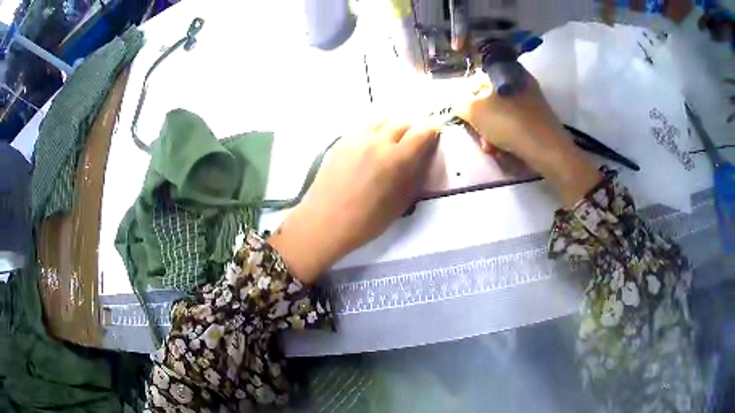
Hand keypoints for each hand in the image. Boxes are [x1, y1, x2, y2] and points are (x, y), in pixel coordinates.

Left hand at [269, 119, 440, 282]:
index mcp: (397, 158)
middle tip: (413, 140)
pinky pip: (362, 128)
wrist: (325, 221)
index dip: (432, 130)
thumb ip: (414, 176)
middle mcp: (378, 141)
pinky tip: (369, 147)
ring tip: (390, 141)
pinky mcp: (340, 142)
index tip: (436, 131)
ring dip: (390, 127)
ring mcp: (356, 139)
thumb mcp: (400, 203)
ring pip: (380, 121)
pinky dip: (372, 132)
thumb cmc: (366, 221)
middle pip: (401, 123)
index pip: (422, 133)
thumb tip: (422, 158)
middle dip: (412, 129)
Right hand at [454, 71, 601, 207]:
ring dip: (492, 131)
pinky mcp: (539, 121)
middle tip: (478, 132)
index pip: (482, 75)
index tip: (466, 109)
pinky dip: (507, 136)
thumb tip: (458, 103)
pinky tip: (502, 150)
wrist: (547, 150)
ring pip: (503, 113)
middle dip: (482, 119)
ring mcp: (533, 102)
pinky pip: (515, 124)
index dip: (470, 92)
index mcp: (509, 71)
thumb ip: (460, 104)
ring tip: (490, 147)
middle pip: (492, 97)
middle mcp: (522, 82)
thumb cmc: (510, 123)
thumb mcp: (475, 111)